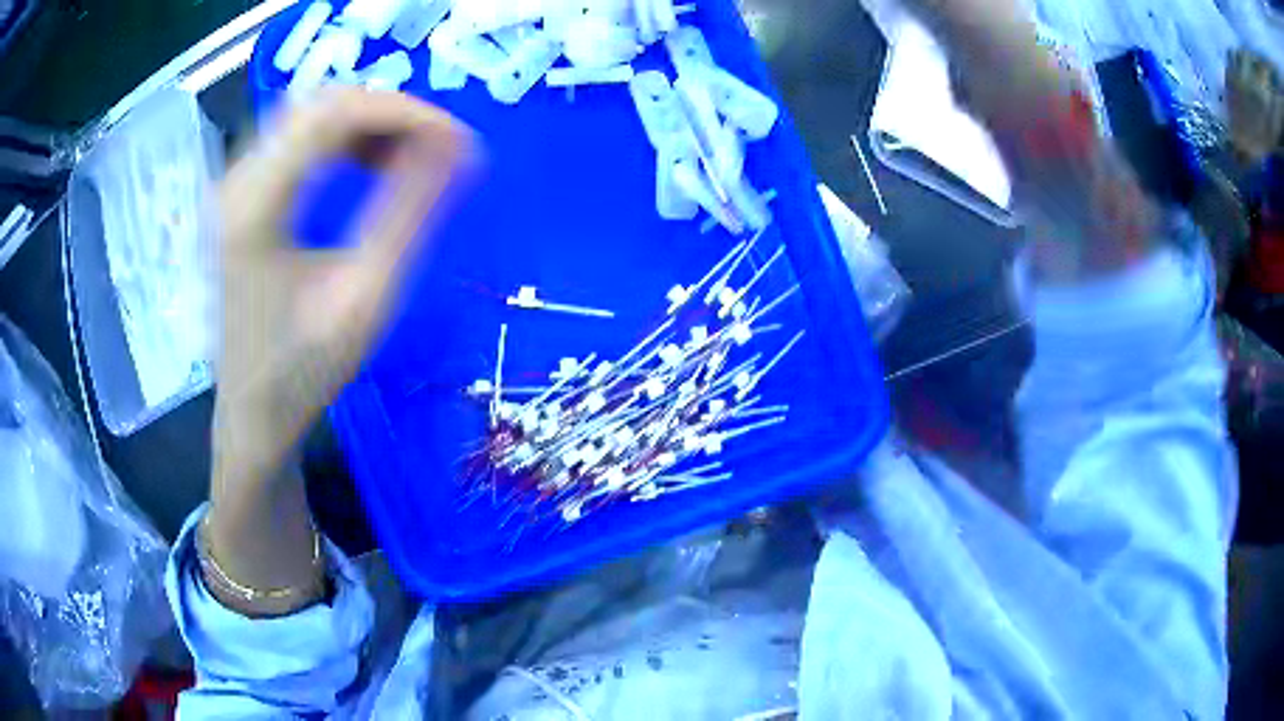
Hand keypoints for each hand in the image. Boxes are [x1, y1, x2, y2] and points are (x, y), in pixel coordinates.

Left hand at [214, 87, 473, 489]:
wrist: (253, 415)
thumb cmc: (303, 372)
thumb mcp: (365, 297)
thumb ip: (410, 212)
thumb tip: (461, 147)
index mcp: (256, 203)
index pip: (336, 111)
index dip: (406, 112)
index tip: (458, 142)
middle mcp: (237, 179)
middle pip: (321, 102)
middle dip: (390, 114)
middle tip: (438, 150)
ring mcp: (235, 183)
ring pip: (311, 114)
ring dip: (368, 125)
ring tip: (411, 160)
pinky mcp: (242, 194)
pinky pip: (299, 138)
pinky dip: (344, 141)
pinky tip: (370, 168)